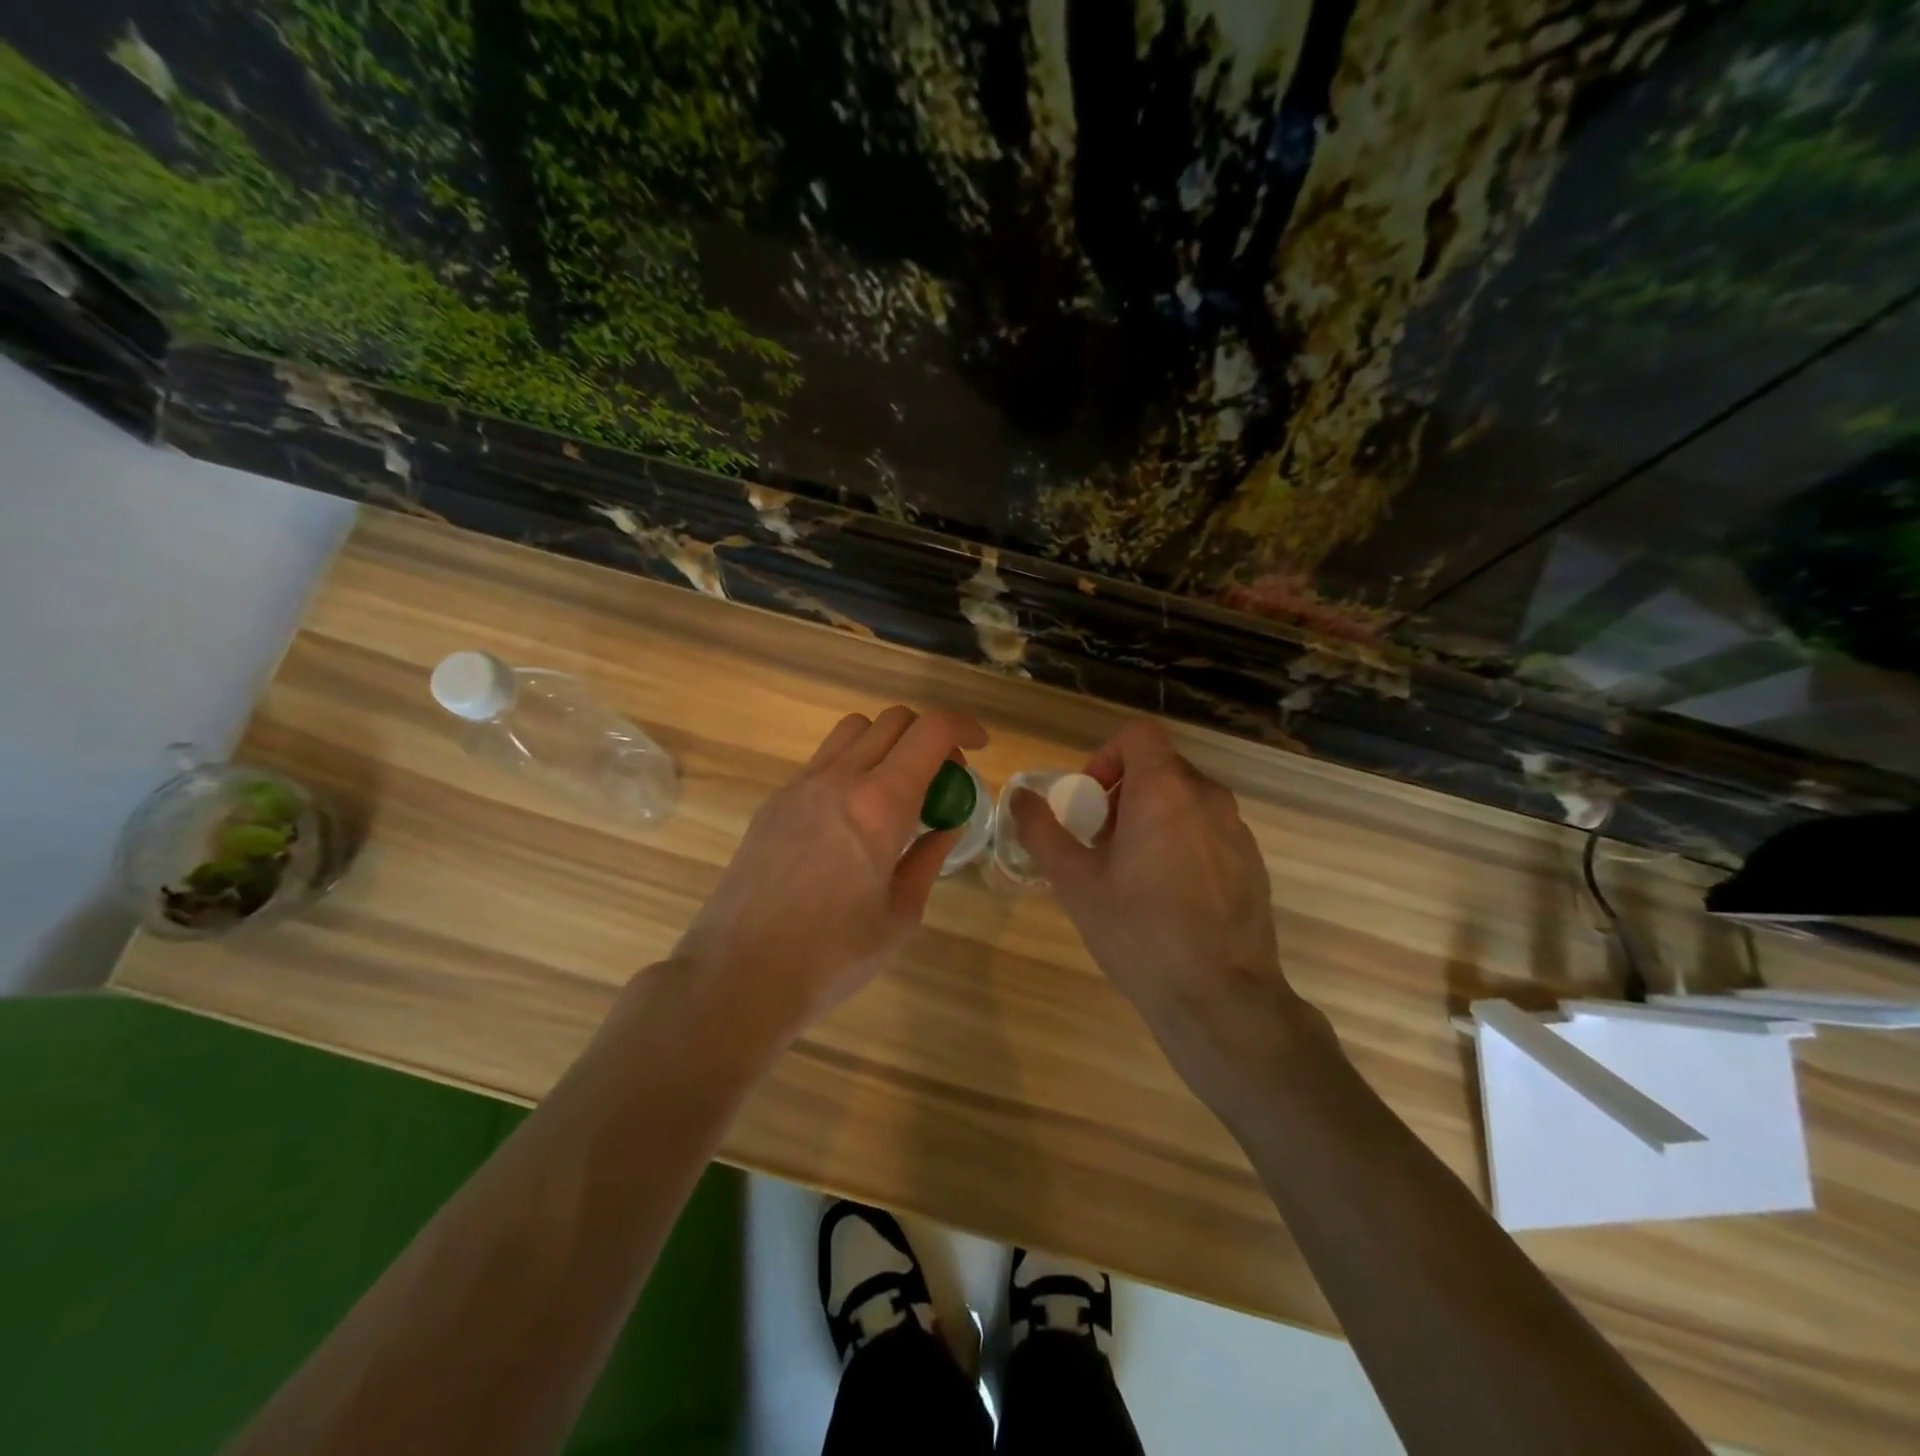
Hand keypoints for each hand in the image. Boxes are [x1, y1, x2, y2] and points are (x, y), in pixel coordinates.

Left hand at [674, 706, 986, 1043]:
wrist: (739, 975)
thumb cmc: (833, 955)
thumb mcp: (901, 914)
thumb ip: (929, 857)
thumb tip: (946, 824)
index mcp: (880, 803)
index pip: (931, 731)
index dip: (964, 726)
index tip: (980, 746)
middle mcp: (839, 778)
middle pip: (893, 720)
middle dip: (929, 736)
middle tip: (941, 780)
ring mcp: (800, 786)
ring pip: (854, 730)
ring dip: (887, 743)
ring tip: (896, 791)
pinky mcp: (774, 802)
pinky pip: (824, 760)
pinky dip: (853, 765)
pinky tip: (853, 816)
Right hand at [1010, 721, 1295, 1067]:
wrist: (1220, 999)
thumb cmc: (1139, 933)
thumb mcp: (1074, 883)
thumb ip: (1042, 831)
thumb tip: (1020, 798)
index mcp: (1164, 791)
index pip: (1138, 734)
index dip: (1106, 754)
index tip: (1090, 799)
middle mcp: (1208, 798)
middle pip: (1160, 767)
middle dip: (1123, 792)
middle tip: (1101, 841)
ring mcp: (1238, 830)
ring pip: (1186, 800)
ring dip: (1152, 817)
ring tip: (1132, 872)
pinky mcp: (1253, 862)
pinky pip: (1209, 830)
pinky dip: (1182, 841)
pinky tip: (1169, 896)